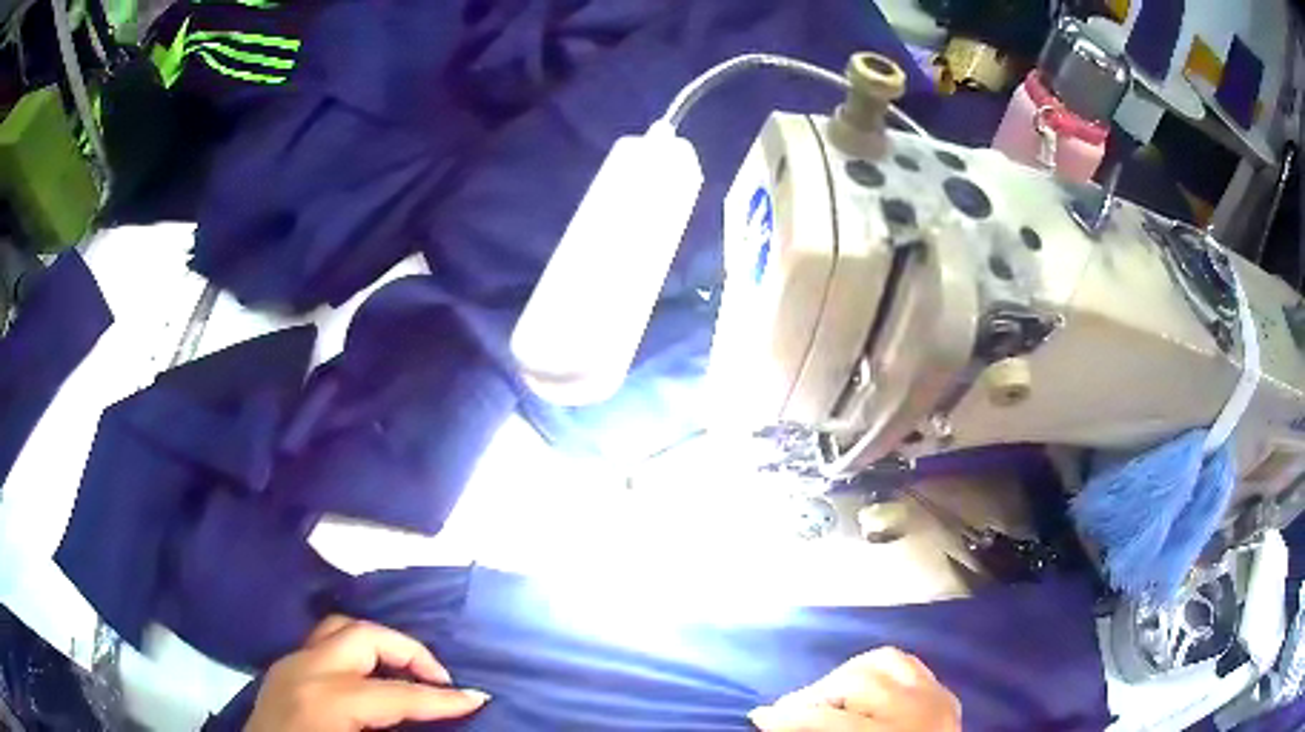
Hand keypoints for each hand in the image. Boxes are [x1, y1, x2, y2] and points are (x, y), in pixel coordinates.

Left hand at [245, 615, 488, 731]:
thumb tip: (432, 719)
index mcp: (325, 699)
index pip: (397, 693)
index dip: (442, 700)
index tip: (479, 699)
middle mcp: (304, 670)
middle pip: (364, 636)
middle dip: (409, 652)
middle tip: (439, 680)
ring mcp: (288, 665)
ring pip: (339, 629)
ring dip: (380, 645)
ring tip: (408, 673)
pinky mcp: (282, 670)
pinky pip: (323, 644)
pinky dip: (355, 651)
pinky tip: (369, 677)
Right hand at [749, 648, 959, 730]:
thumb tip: (772, 723)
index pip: (833, 720)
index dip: (791, 718)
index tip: (758, 717)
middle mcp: (921, 711)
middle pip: (859, 682)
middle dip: (816, 692)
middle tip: (790, 710)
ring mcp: (938, 697)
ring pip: (887, 660)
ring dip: (847, 674)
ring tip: (824, 694)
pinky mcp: (945, 692)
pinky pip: (908, 663)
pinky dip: (879, 669)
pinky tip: (861, 684)